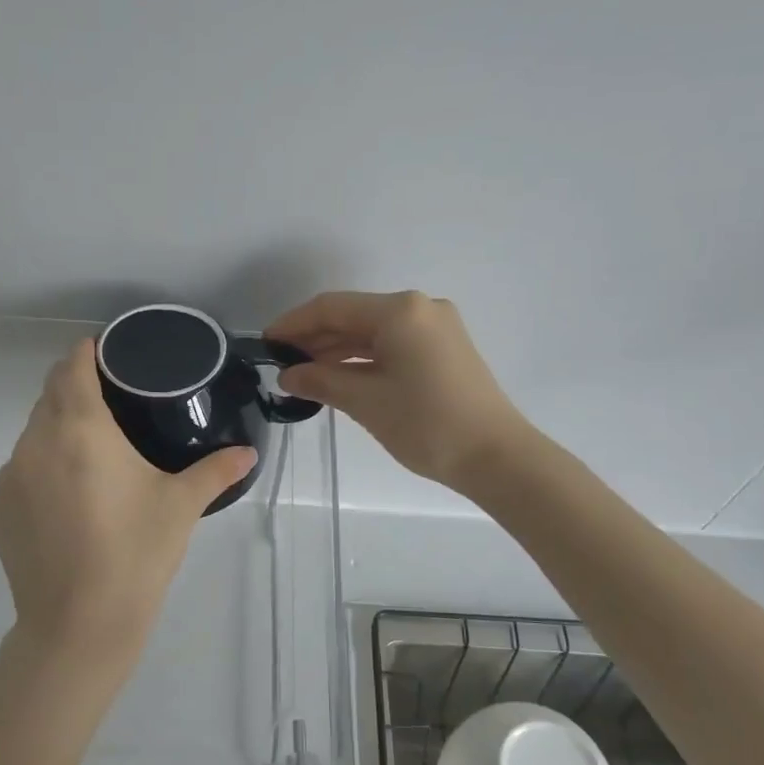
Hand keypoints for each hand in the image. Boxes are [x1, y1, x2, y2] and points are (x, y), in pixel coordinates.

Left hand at [0, 339, 256, 675]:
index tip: (107, 352)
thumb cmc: (135, 554)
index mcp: (81, 430)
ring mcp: (10, 478)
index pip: (73, 367)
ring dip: (57, 429)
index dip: (87, 352)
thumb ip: (216, 470)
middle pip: (50, 395)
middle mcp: (36, 442)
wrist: (78, 626)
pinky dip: (42, 468)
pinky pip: (20, 471)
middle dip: (75, 387)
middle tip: (111, 401)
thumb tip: (249, 452)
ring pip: (33, 433)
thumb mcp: (181, 507)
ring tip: (91, 453)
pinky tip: (67, 499)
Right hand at [267, 291, 527, 491]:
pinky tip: (340, 376)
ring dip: (338, 350)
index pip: (332, 307)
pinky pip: (393, 344)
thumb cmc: (426, 424)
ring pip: (373, 331)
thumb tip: (289, 375)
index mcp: (400, 311)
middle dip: (316, 338)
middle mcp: (419, 308)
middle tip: (282, 364)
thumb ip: (321, 381)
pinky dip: (364, 358)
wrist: (496, 457)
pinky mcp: (444, 349)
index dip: (294, 323)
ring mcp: (436, 327)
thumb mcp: (365, 401)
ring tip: (305, 374)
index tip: (267, 344)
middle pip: (354, 316)